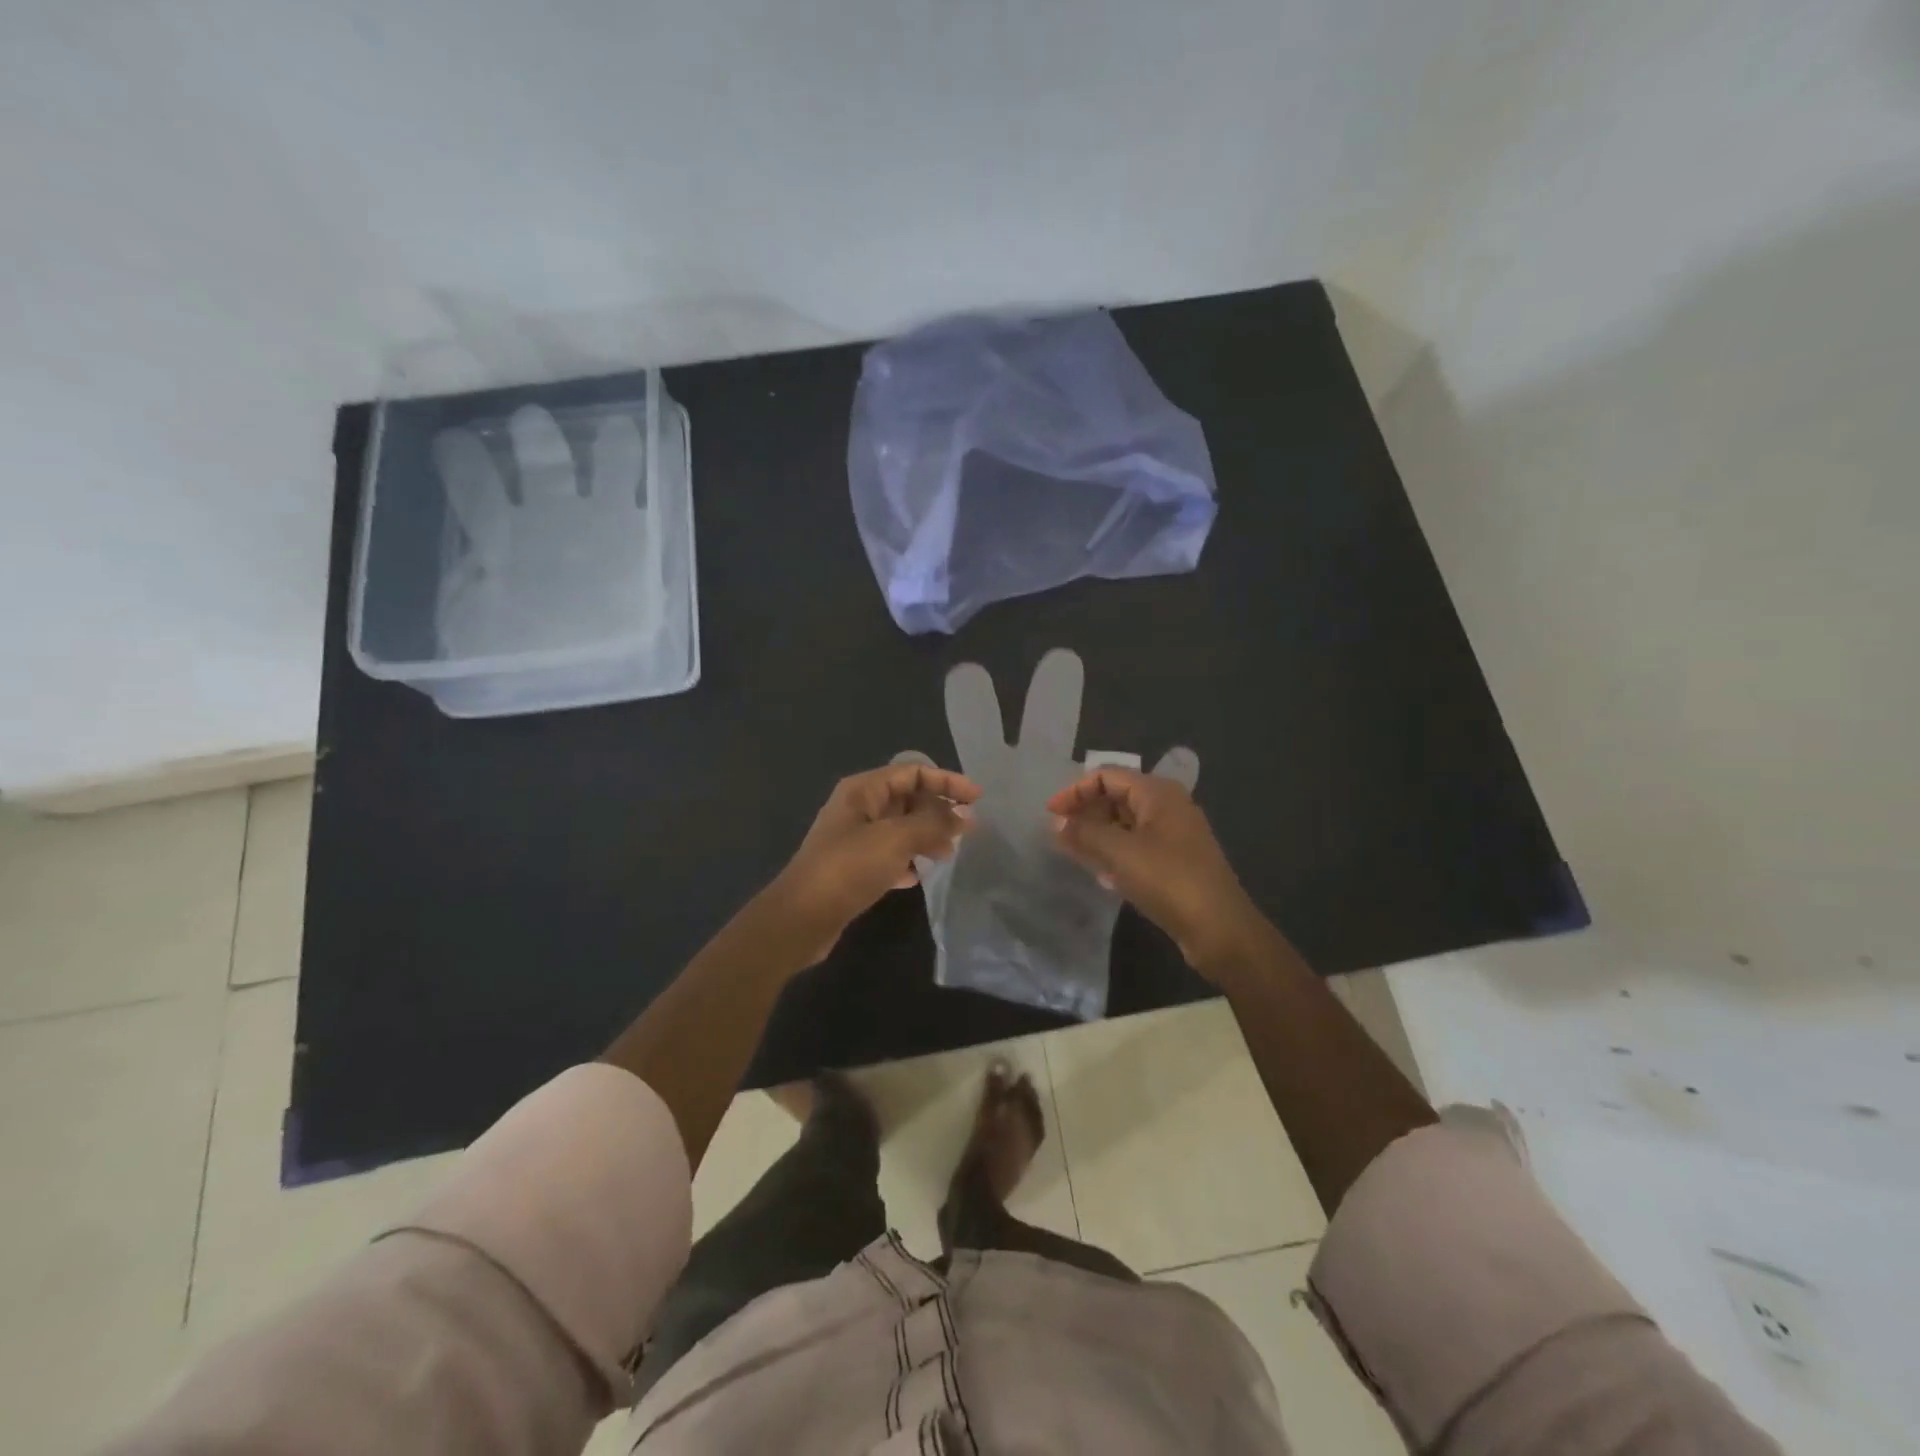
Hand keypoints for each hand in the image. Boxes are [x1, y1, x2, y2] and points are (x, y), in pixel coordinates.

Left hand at [766, 764, 980, 965]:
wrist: (801, 918)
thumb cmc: (849, 867)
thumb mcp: (896, 839)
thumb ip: (933, 823)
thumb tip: (964, 815)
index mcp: (864, 790)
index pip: (913, 772)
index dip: (947, 781)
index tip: (977, 798)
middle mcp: (858, 808)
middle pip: (908, 799)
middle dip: (938, 811)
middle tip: (967, 831)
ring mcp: (854, 839)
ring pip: (901, 828)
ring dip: (926, 837)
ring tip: (948, 855)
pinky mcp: (853, 868)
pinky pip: (889, 855)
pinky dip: (907, 860)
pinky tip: (918, 876)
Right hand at [1047, 768, 1269, 978]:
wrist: (1220, 929)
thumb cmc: (1168, 880)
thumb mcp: (1119, 853)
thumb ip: (1084, 833)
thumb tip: (1057, 822)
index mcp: (1158, 793)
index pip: (1107, 776)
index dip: (1075, 791)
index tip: (1050, 815)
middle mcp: (1169, 806)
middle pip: (1118, 796)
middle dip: (1086, 811)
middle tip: (1059, 833)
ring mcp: (1176, 835)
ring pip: (1127, 823)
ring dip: (1098, 833)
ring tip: (1073, 851)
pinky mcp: (1177, 861)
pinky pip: (1138, 846)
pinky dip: (1116, 852)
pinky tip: (1101, 874)